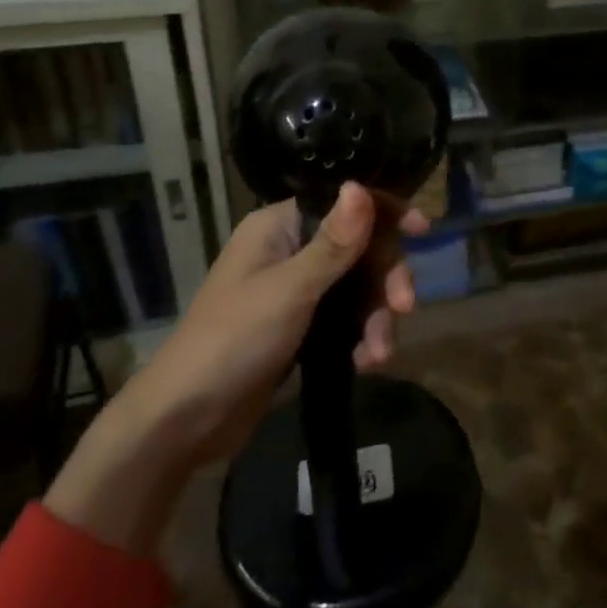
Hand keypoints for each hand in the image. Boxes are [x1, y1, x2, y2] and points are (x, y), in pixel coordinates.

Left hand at [44, 182, 421, 553]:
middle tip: (405, 308)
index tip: (422, 230)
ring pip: (358, 289)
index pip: (343, 204)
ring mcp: (297, 292)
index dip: (384, 212)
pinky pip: (346, 321)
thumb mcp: (290, 290)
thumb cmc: (233, 341)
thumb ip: (333, 243)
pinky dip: (361, 338)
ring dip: (376, 318)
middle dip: (384, 279)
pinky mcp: (302, 329)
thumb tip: (361, 186)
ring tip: (380, 355)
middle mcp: (291, 251)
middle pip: (359, 249)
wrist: (185, 421)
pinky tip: (366, 364)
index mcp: (280, 227)